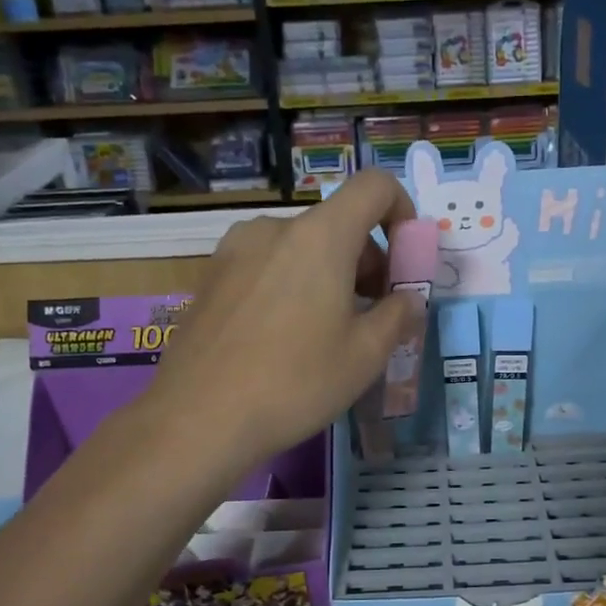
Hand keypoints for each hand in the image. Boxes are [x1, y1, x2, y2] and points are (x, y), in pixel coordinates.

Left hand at [147, 170, 424, 465]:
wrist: (198, 418)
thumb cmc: (295, 382)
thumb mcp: (366, 355)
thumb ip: (398, 315)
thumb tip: (408, 299)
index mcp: (320, 236)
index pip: (374, 186)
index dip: (402, 212)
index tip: (403, 261)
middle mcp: (275, 228)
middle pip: (338, 222)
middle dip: (367, 259)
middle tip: (371, 314)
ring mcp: (236, 249)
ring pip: (301, 245)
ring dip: (329, 273)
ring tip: (326, 331)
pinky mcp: (211, 275)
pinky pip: (268, 263)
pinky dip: (292, 283)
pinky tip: (284, 337)